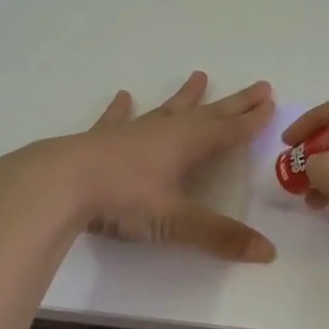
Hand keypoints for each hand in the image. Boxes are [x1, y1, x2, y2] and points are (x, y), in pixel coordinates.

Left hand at [0, 72, 277, 261]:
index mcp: (186, 146)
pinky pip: (116, 119)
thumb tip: (269, 252)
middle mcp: (163, 131)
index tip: (270, 103)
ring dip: (185, 97)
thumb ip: (220, 236)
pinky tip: (123, 96)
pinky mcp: (99, 140)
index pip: (228, 131)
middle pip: (207, 114)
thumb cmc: (122, 199)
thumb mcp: (175, 220)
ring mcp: (130, 133)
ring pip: (166, 110)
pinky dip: (122, 109)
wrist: (59, 183)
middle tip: (258, 86)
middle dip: (234, 104)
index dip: (251, 120)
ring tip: (199, 76)